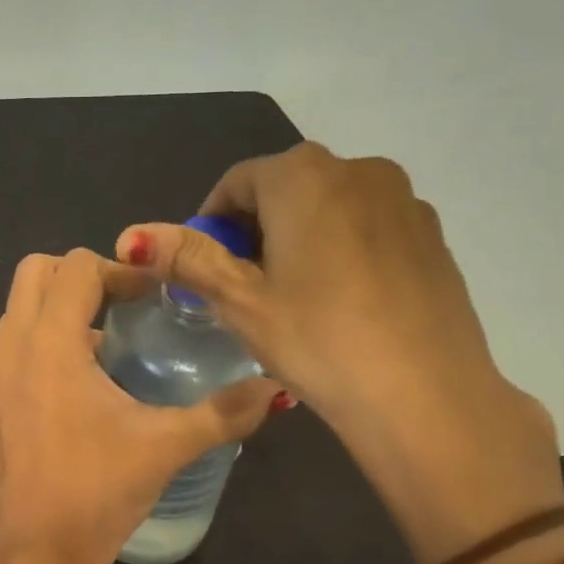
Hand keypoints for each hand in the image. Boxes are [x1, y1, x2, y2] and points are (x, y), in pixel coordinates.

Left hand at [0, 249, 280, 563]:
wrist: (39, 553)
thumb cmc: (99, 490)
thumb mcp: (168, 445)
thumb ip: (225, 412)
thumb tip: (277, 390)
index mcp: (51, 343)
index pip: (75, 267)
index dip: (119, 270)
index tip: (152, 297)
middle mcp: (13, 349)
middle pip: (34, 274)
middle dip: (79, 275)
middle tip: (123, 305)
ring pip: (17, 312)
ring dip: (58, 310)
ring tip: (105, 345)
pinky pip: (11, 352)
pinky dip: (42, 346)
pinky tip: (78, 390)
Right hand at [116, 143, 563, 563]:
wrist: (425, 394)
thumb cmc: (317, 340)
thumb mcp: (240, 301)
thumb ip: (187, 258)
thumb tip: (131, 235)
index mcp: (303, 175)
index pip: (237, 182)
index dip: (211, 223)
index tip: (205, 269)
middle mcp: (358, 169)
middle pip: (285, 188)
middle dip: (255, 228)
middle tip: (245, 287)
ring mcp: (404, 200)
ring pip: (330, 206)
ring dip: (300, 236)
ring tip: (294, 296)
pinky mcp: (432, 234)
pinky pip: (369, 226)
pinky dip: (343, 248)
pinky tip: (343, 302)